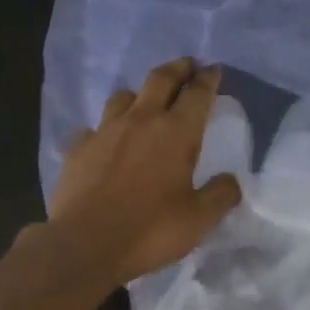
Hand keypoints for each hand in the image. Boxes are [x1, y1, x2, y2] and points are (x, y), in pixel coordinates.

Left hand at [49, 58, 242, 285]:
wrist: (85, 244)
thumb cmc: (150, 230)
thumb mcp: (199, 220)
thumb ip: (220, 195)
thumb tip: (231, 180)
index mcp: (176, 132)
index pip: (197, 93)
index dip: (209, 79)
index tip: (214, 70)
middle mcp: (140, 120)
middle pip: (160, 79)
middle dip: (178, 68)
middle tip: (188, 65)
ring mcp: (104, 131)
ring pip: (124, 96)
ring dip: (140, 94)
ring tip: (146, 101)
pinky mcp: (78, 148)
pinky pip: (93, 128)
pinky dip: (104, 129)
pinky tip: (105, 141)